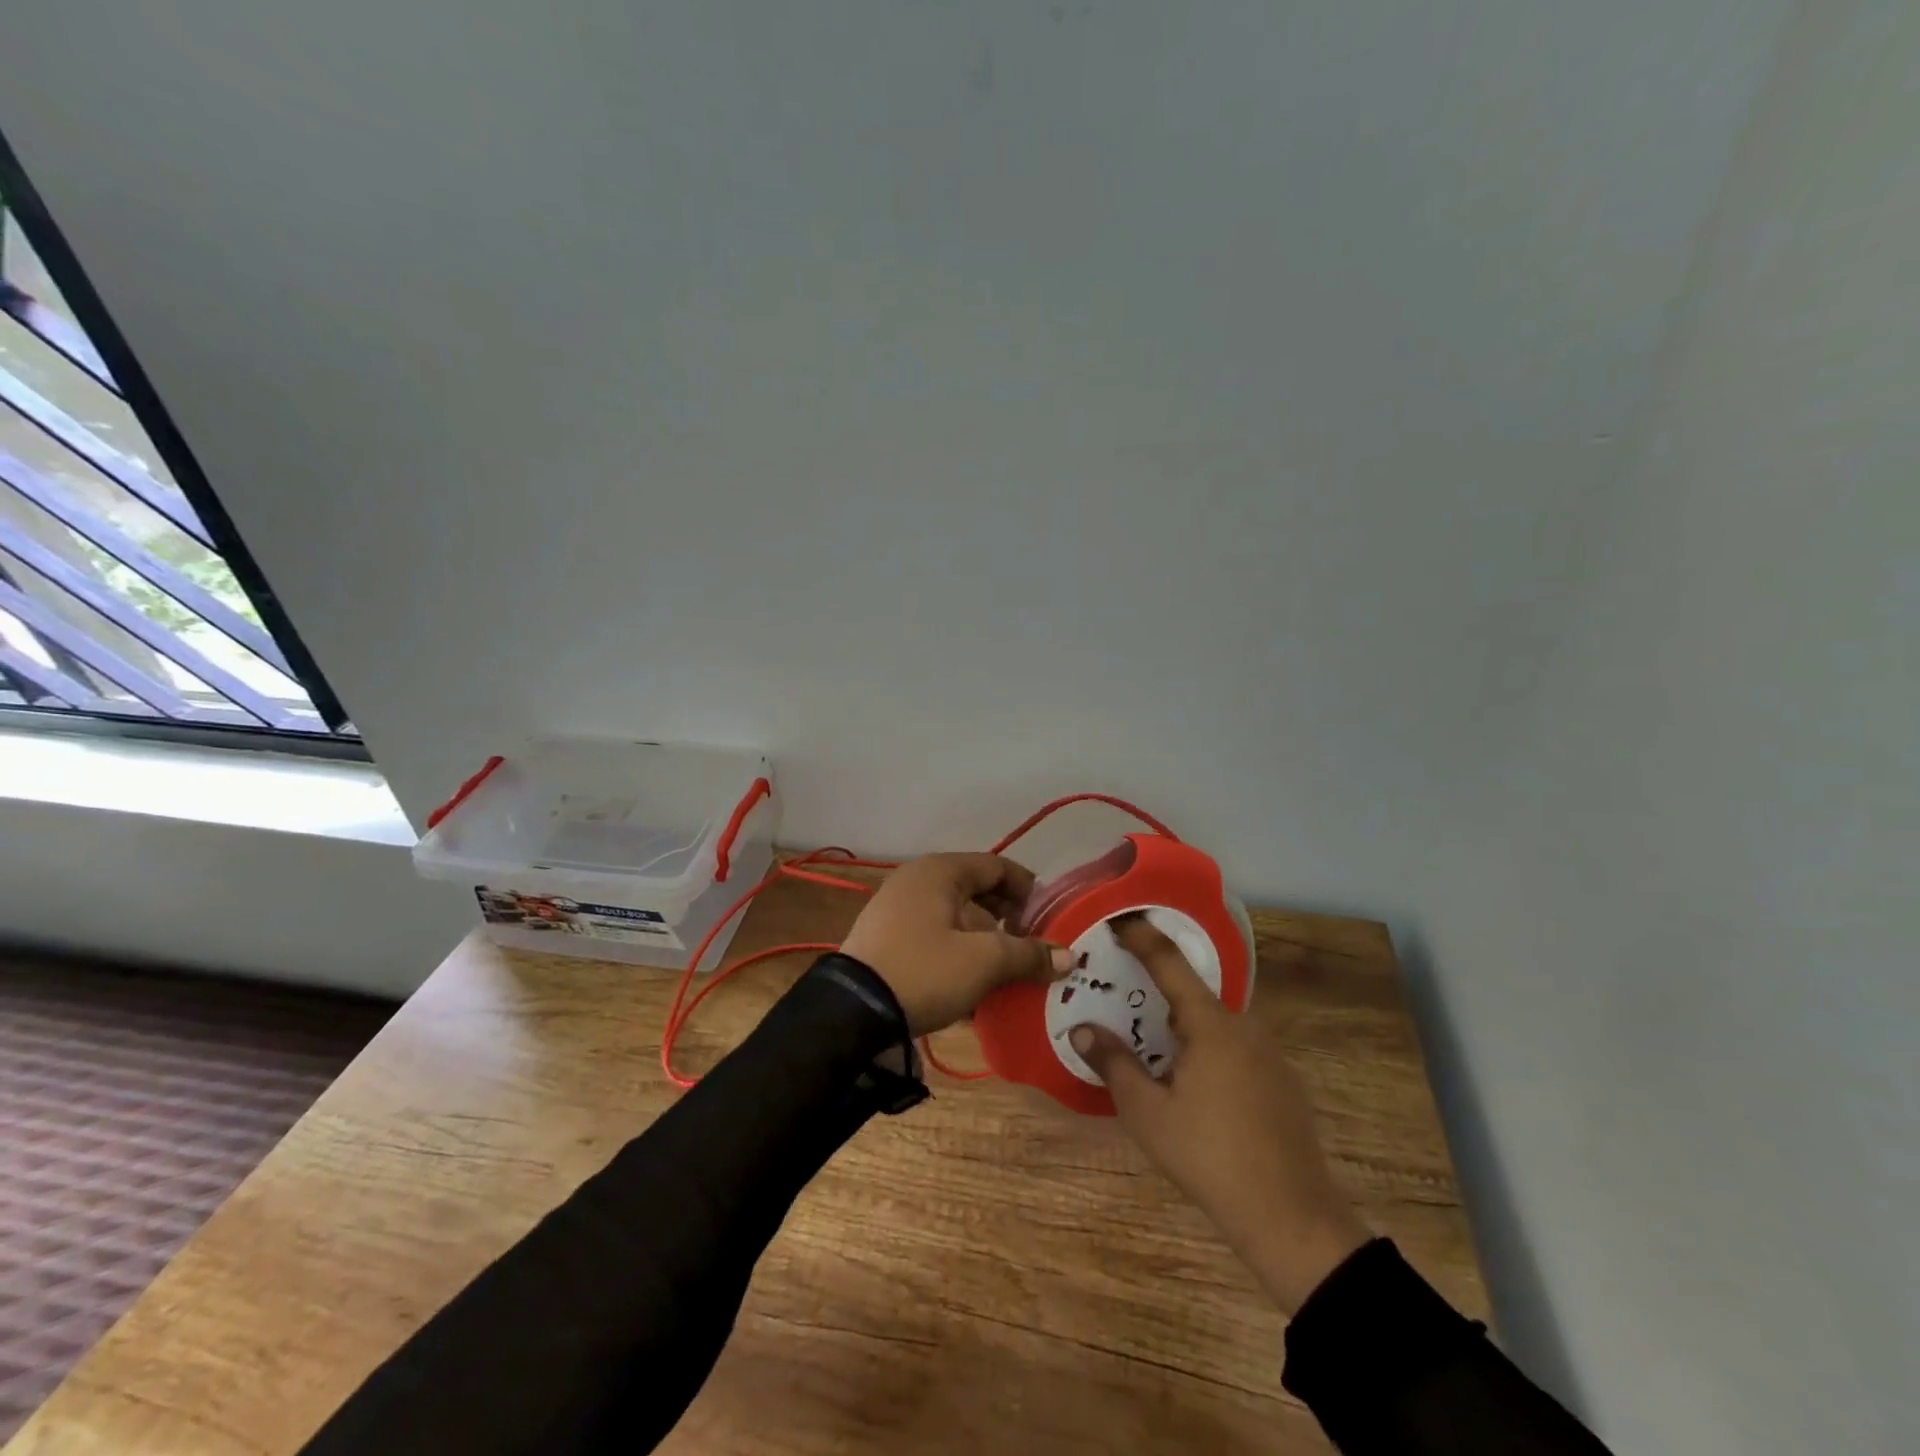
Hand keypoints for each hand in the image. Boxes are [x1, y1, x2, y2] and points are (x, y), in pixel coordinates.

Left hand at [840, 853, 1074, 1036]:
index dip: (1027, 890)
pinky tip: (972, 990)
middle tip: (1031, 948)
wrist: (853, 1012)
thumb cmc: (925, 971)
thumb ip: (1028, 954)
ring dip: (984, 943)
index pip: (996, 866)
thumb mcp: (984, 962)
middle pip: (976, 892)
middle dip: (1007, 921)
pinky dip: (957, 955)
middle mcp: (917, 881)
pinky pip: (934, 938)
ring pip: (955, 918)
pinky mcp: (888, 939)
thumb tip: (1070, 957)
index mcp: (940, 871)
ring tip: (1006, 975)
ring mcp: (897, 909)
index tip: (1049, 919)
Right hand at [1070, 916, 1369, 1313]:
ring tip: (1151, 1041)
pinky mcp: (1281, 1080)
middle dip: (1158, 989)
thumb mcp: (1148, 1113)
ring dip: (1183, 1023)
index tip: (1119, 917)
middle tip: (1124, 994)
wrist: (1292, 1218)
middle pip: (1193, 993)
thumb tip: (1081, 1029)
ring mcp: (1268, 1053)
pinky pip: (1234, 1045)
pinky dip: (1207, 1046)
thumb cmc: (1210, 1157)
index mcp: (1211, 1024)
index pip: (1169, 962)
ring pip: (1215, 1022)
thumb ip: (1113, 1064)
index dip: (1142, 936)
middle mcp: (1244, 1026)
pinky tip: (1192, 1080)